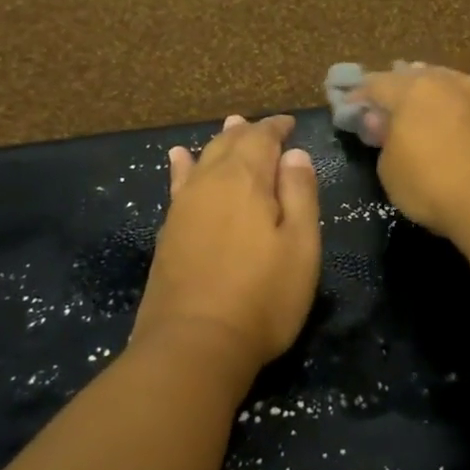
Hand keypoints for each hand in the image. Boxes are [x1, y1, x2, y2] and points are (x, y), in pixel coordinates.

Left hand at [131, 114, 320, 374]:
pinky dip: (183, 166)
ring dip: (220, 142)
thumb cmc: (262, 296)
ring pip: (203, 160)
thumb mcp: (300, 245)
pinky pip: (178, 184)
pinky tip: (180, 158)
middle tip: (264, 126)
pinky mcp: (169, 232)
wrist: (194, 346)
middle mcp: (210, 184)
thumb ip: (299, 193)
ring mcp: (184, 208)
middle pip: (229, 144)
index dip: (276, 127)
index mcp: (246, 180)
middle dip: (249, 132)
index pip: (262, 138)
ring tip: (230, 127)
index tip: (290, 124)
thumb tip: (294, 154)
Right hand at [353, 64, 469, 240]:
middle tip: (385, 108)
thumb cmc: (432, 183)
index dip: (359, 97)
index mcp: (411, 88)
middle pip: (413, 76)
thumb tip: (381, 122)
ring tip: (420, 112)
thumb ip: (383, 140)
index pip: (375, 83)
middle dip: (396, 89)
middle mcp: (445, 80)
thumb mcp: (390, 168)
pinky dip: (455, 107)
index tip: (349, 110)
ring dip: (430, 95)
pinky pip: (468, 101)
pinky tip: (453, 121)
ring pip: (445, 84)